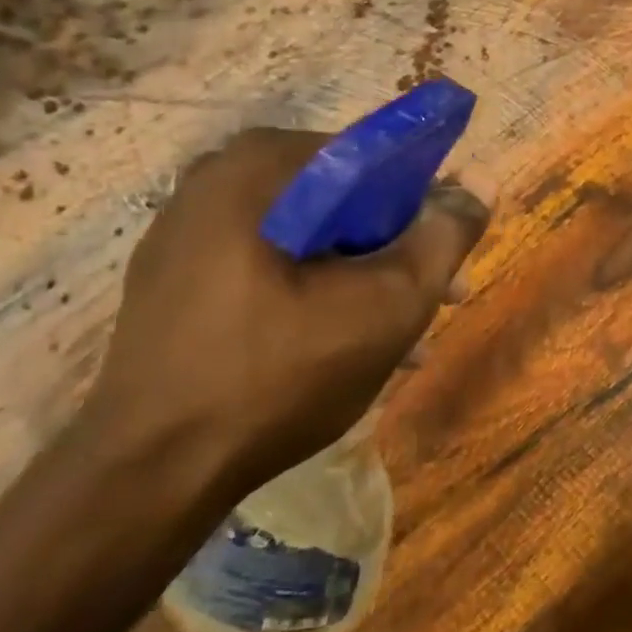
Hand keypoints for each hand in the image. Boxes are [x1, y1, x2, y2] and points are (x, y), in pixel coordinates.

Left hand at [80, 127, 490, 497]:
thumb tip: (481, 183)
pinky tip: (345, 343)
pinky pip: (268, 265)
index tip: (449, 251)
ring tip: (403, 334)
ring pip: (307, 236)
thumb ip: (443, 237)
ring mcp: (187, 232)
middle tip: (436, 298)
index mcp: (260, 168)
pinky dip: (314, 290)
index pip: (373, 156)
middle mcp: (215, 182)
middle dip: (397, 247)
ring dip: (362, 275)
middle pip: (339, 199)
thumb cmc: (279, 377)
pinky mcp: (175, 279)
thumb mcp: (387, 306)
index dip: (426, 200)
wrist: (151, 474)